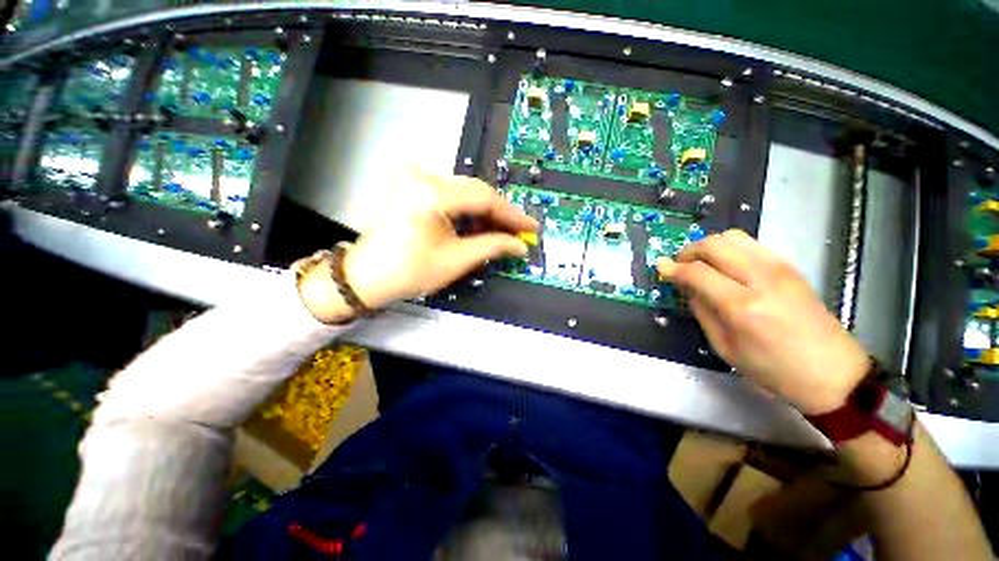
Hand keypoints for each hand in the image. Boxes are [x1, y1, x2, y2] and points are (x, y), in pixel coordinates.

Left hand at [301, 171, 537, 320]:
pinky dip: (467, 209)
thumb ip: (492, 246)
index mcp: (432, 194)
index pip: (485, 198)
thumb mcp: (456, 260)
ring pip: (464, 192)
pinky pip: (450, 194)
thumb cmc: (409, 271)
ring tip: (502, 231)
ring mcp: (415, 179)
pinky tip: (478, 224)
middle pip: (475, 191)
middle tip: (519, 231)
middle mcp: (423, 177)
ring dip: (485, 212)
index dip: (512, 214)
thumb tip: (520, 245)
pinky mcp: (412, 187)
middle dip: (500, 213)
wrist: (366, 276)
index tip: (531, 227)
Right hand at [657, 229, 869, 414]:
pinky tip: (726, 266)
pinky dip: (730, 248)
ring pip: (733, 237)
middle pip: (714, 244)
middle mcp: (761, 279)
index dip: (673, 268)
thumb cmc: (774, 370)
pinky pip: (751, 244)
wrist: (833, 373)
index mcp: (742, 306)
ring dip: (709, 246)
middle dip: (689, 251)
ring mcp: (779, 269)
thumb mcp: (725, 347)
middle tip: (679, 266)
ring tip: (701, 263)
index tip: (660, 267)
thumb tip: (686, 287)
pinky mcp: (790, 267)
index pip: (697, 272)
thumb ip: (702, 311)